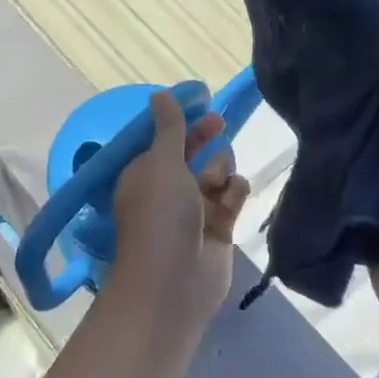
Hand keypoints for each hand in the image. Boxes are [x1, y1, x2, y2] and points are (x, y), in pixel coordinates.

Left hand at [108, 91, 248, 330]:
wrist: (174, 282)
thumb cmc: (161, 215)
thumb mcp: (161, 162)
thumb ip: (169, 128)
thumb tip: (159, 95)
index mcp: (144, 173)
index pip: (164, 139)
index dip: (182, 122)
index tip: (203, 105)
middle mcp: (167, 190)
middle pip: (192, 154)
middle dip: (205, 140)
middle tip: (219, 126)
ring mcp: (193, 211)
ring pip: (215, 174)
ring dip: (220, 169)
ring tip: (218, 181)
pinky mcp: (218, 229)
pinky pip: (231, 198)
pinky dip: (233, 193)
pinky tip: (233, 196)